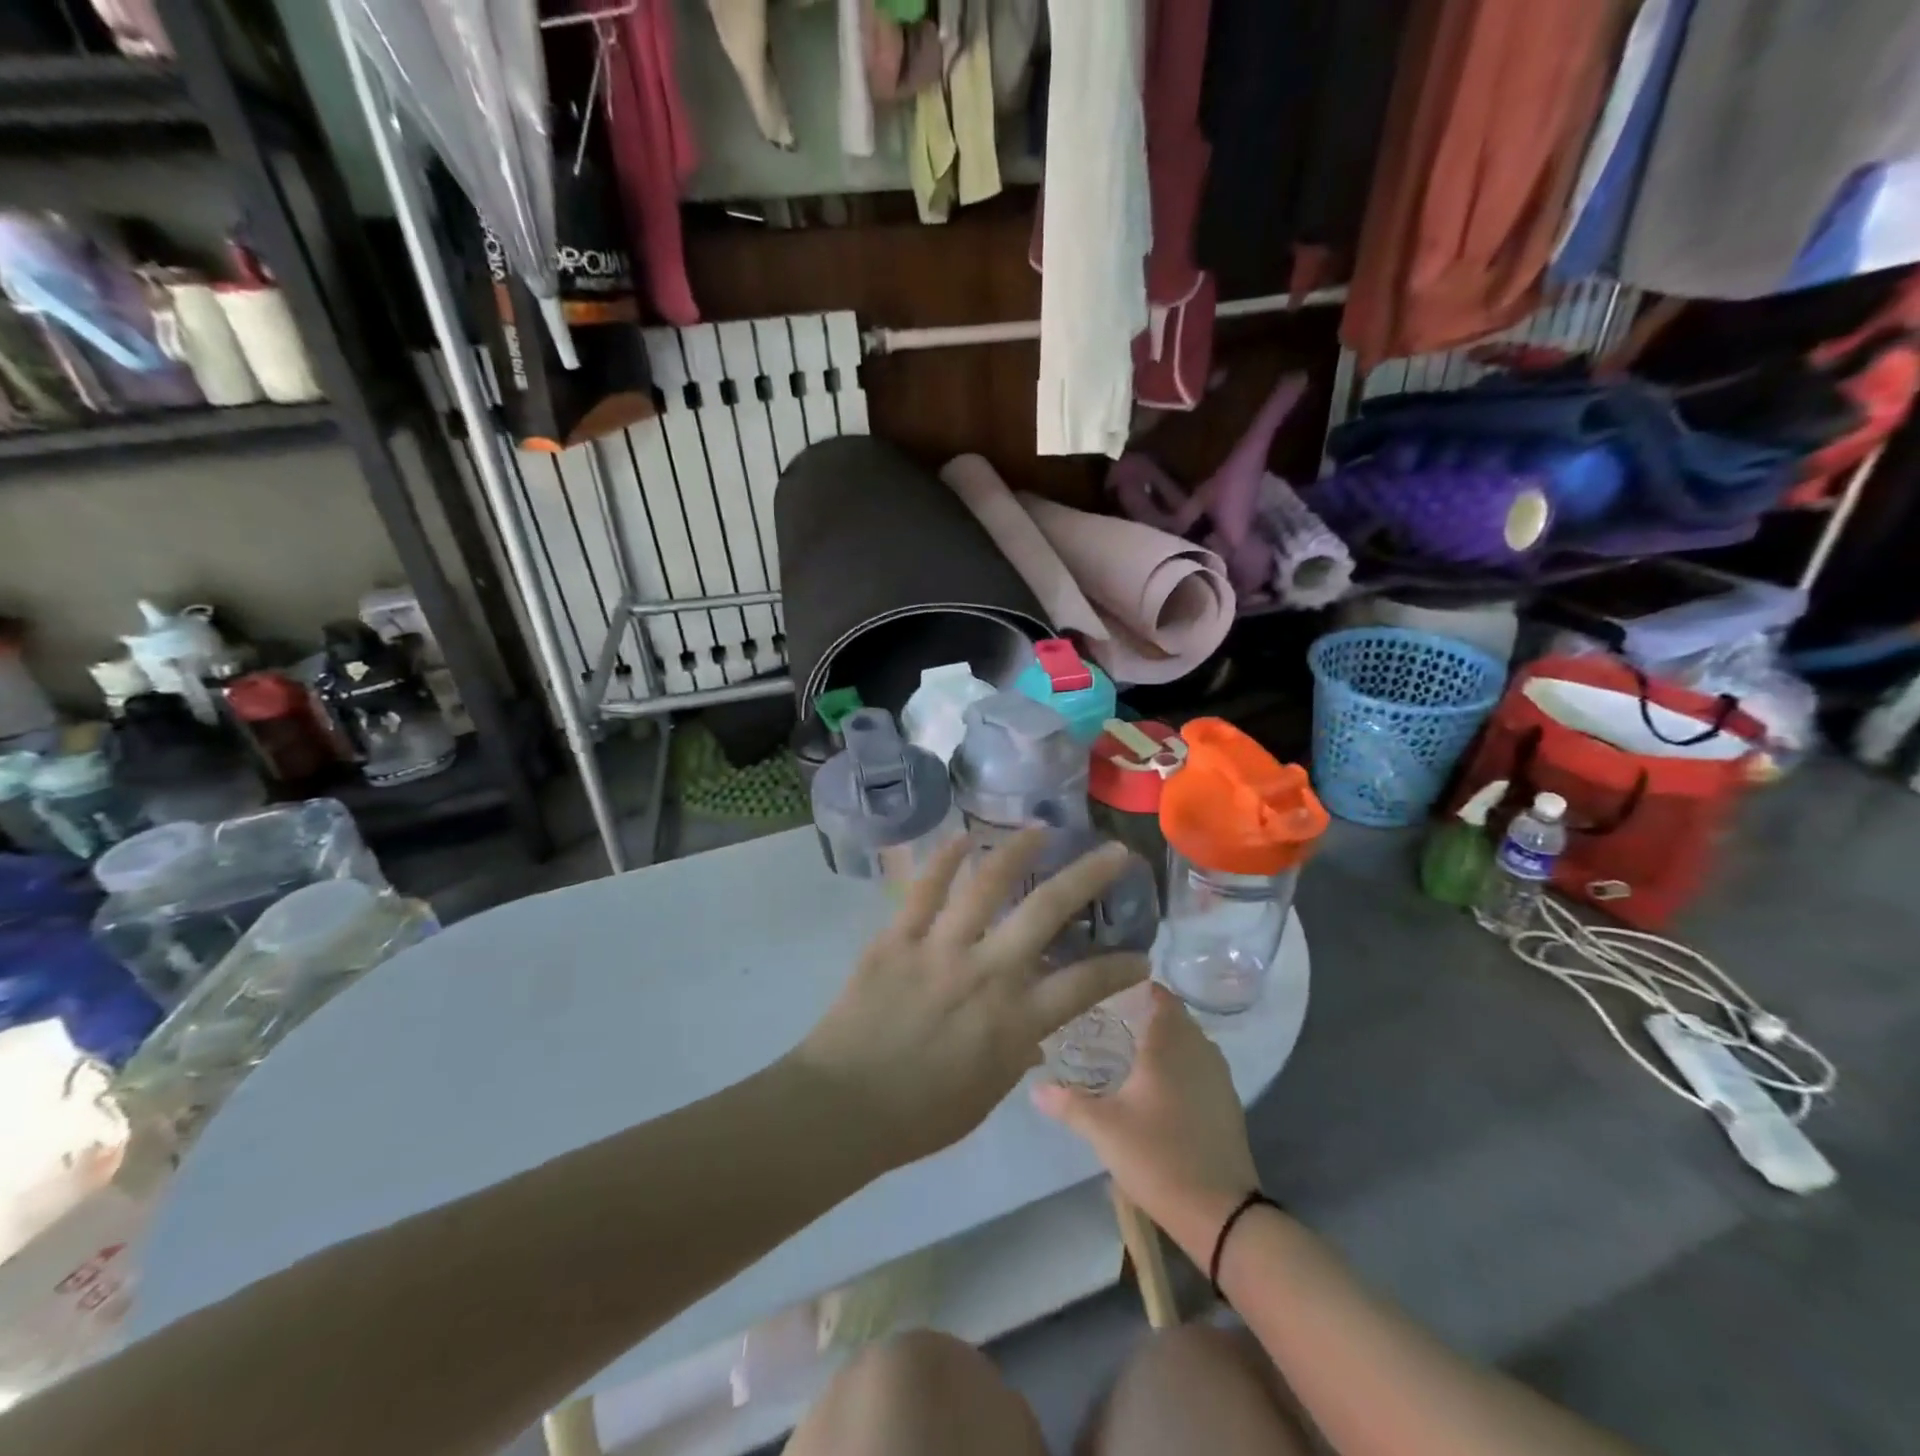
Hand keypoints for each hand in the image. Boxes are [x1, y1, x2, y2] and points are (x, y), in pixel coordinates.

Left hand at [795, 829, 1147, 1167]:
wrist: (844, 1107)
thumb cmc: (920, 1116)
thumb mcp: (985, 1095)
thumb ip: (1016, 1054)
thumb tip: (1034, 1032)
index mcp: (1014, 1021)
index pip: (1084, 985)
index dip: (1119, 968)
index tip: (1141, 955)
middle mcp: (986, 973)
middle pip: (1046, 911)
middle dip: (1088, 876)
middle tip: (1113, 851)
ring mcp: (940, 948)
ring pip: (987, 884)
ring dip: (1018, 850)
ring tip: (1039, 829)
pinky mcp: (898, 937)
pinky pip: (925, 889)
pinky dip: (945, 860)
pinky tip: (962, 838)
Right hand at [1033, 985, 1257, 1262]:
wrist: (1220, 1211)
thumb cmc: (1157, 1156)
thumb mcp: (1103, 1129)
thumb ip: (1067, 1102)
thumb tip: (1034, 1086)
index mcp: (1169, 1044)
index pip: (1160, 995)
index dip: (1136, 987)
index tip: (1108, 992)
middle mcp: (1198, 1049)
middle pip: (1174, 1017)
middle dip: (1146, 1015)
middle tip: (1110, 1023)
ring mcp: (1218, 1076)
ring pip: (1189, 1042)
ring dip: (1166, 1041)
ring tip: (1130, 1052)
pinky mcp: (1228, 1102)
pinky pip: (1201, 1067)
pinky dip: (1181, 1066)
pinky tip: (1158, 1088)